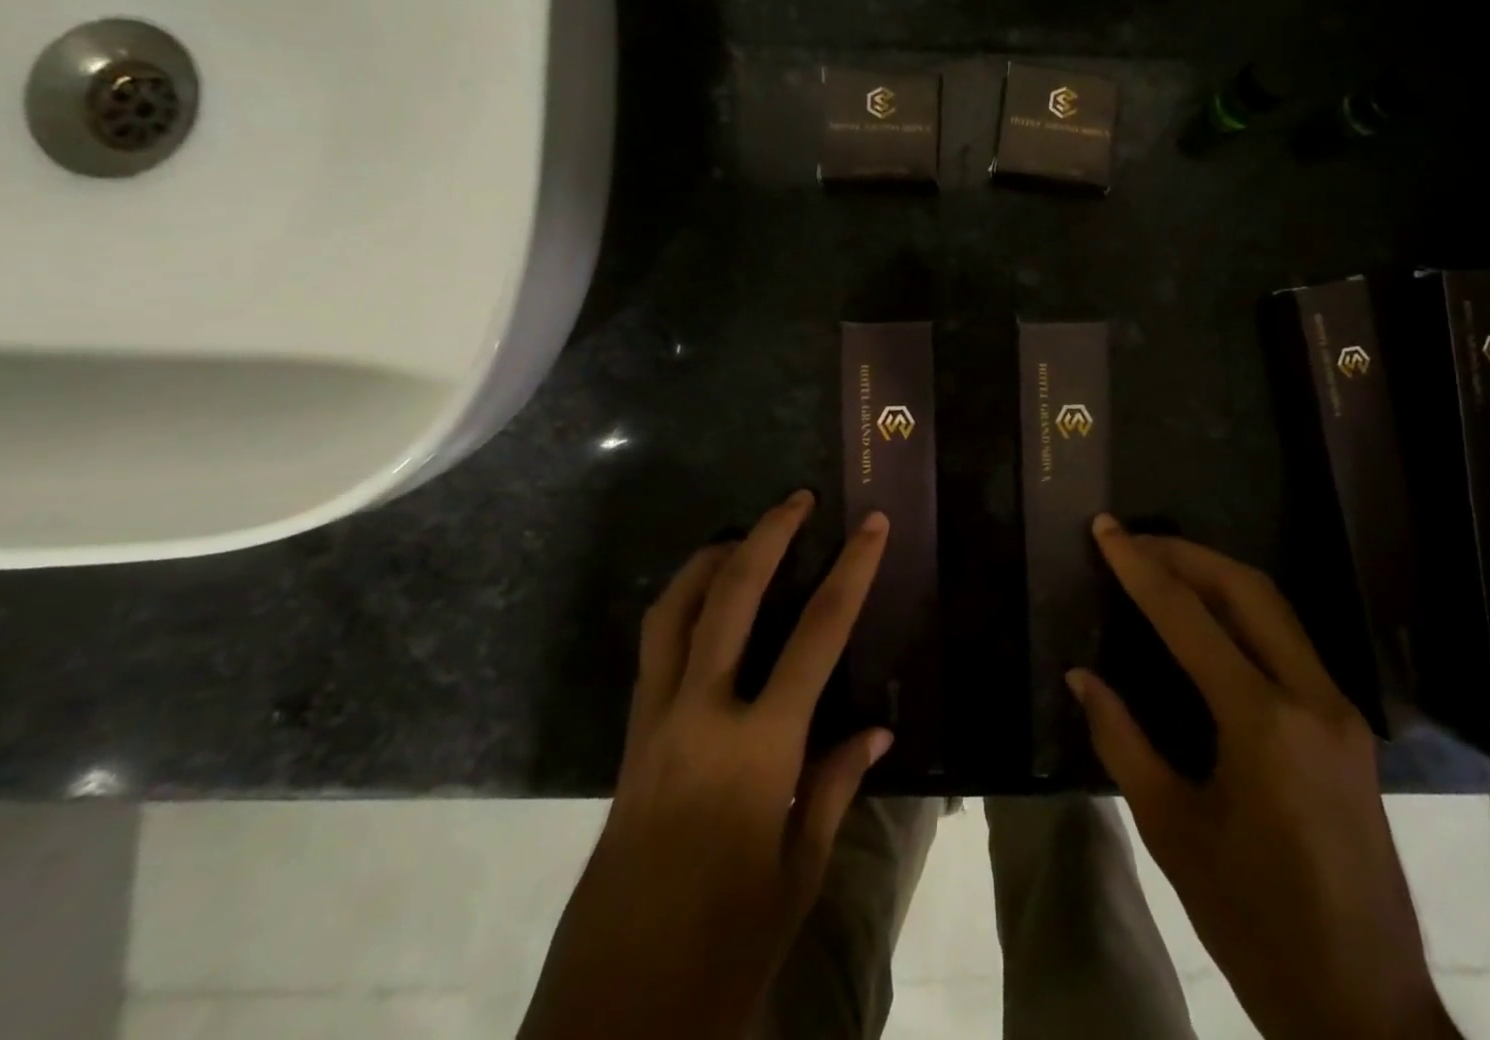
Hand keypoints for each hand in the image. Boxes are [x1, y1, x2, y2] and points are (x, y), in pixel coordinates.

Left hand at [520, 491, 892, 1039]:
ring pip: (675, 610)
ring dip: (711, 560)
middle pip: (732, 595)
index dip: (851, 571)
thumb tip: (877, 727)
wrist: (612, 1018)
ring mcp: (655, 721)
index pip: (818, 634)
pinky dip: (681, 606)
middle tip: (797, 500)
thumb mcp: (800, 871)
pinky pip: (655, 648)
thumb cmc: (725, 950)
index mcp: (758, 749)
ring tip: (744, 537)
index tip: (872, 525)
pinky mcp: (629, 738)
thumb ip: (836, 784)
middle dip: (768, 536)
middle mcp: (700, 715)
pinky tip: (707, 607)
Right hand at [1069, 516, 1453, 1039]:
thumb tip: (1080, 676)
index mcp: (1263, 722)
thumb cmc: (1254, 922)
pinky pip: (1289, 640)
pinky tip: (1207, 617)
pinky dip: (1242, 610)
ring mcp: (1340, 710)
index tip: (1105, 529)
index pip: (1188, 617)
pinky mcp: (1348, 727)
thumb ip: (1120, 739)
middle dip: (1184, 553)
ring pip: (1275, 608)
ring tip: (1161, 563)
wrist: (1363, 1007)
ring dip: (1216, 573)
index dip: (1139, 567)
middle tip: (1132, 541)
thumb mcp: (1171, 829)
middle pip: (1247, 589)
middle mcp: (1311, 698)